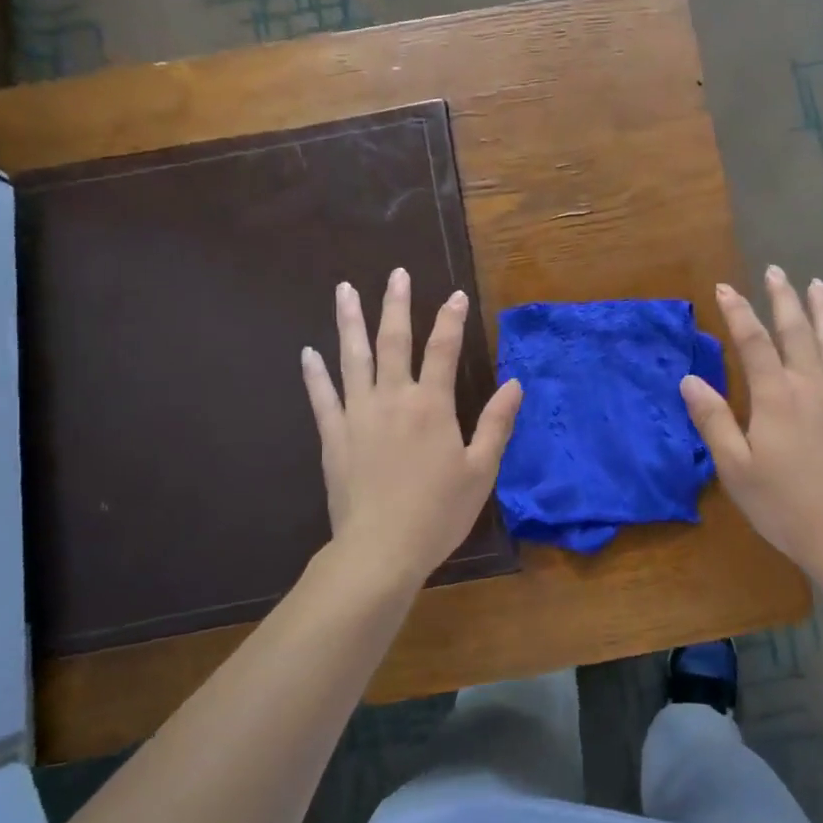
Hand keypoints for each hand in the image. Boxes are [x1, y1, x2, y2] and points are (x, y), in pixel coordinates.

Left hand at [301, 269, 521, 590]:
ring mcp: (358, 414)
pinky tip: (308, 352)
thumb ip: (497, 423)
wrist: (381, 548)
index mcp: (432, 405)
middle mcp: (393, 398)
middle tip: (396, 274)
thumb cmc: (439, 511)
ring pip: (353, 358)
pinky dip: (315, 373)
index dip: (451, 320)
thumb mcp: (481, 470)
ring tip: (345, 290)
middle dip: (397, 305)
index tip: (456, 295)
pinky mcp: (334, 436)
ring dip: (350, 322)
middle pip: (394, 341)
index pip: (443, 350)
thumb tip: (514, 383)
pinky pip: (322, 396)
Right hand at [680, 267, 822, 581]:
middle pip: (798, 331)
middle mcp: (813, 385)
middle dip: (783, 298)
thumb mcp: (735, 467)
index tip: (725, 287)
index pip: (754, 342)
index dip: (738, 312)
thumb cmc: (782, 503)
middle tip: (776, 271)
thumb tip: (690, 379)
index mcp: (776, 396)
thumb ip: (713, 420)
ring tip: (817, 286)